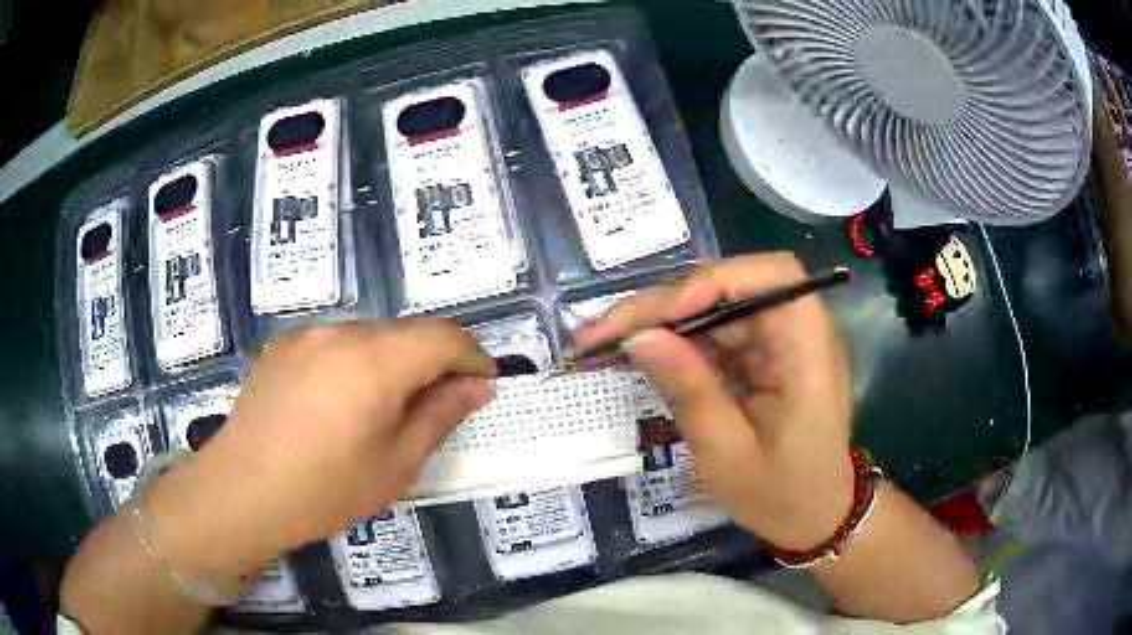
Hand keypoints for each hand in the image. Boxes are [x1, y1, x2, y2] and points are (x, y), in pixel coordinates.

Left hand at [146, 319, 494, 576]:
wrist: (242, 491)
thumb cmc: (324, 490)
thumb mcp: (395, 465)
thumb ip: (440, 416)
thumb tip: (477, 385)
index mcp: (374, 362)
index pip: (444, 336)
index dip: (472, 356)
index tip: (482, 386)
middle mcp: (340, 332)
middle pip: (407, 331)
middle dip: (433, 360)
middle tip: (436, 406)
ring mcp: (306, 334)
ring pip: (370, 334)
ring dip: (392, 361)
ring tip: (382, 409)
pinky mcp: (283, 344)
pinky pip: (335, 342)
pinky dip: (355, 361)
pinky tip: (338, 403)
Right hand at [576, 254, 854, 549]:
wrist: (813, 518)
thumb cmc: (780, 495)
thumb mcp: (727, 453)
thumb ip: (688, 391)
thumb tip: (637, 337)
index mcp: (809, 351)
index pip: (772, 276)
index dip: (716, 280)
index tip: (664, 313)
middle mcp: (798, 333)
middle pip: (733, 287)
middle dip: (668, 303)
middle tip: (606, 330)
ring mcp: (779, 343)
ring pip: (716, 308)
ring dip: (664, 321)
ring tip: (608, 341)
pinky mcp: (763, 357)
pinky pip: (717, 335)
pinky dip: (678, 342)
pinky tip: (643, 355)